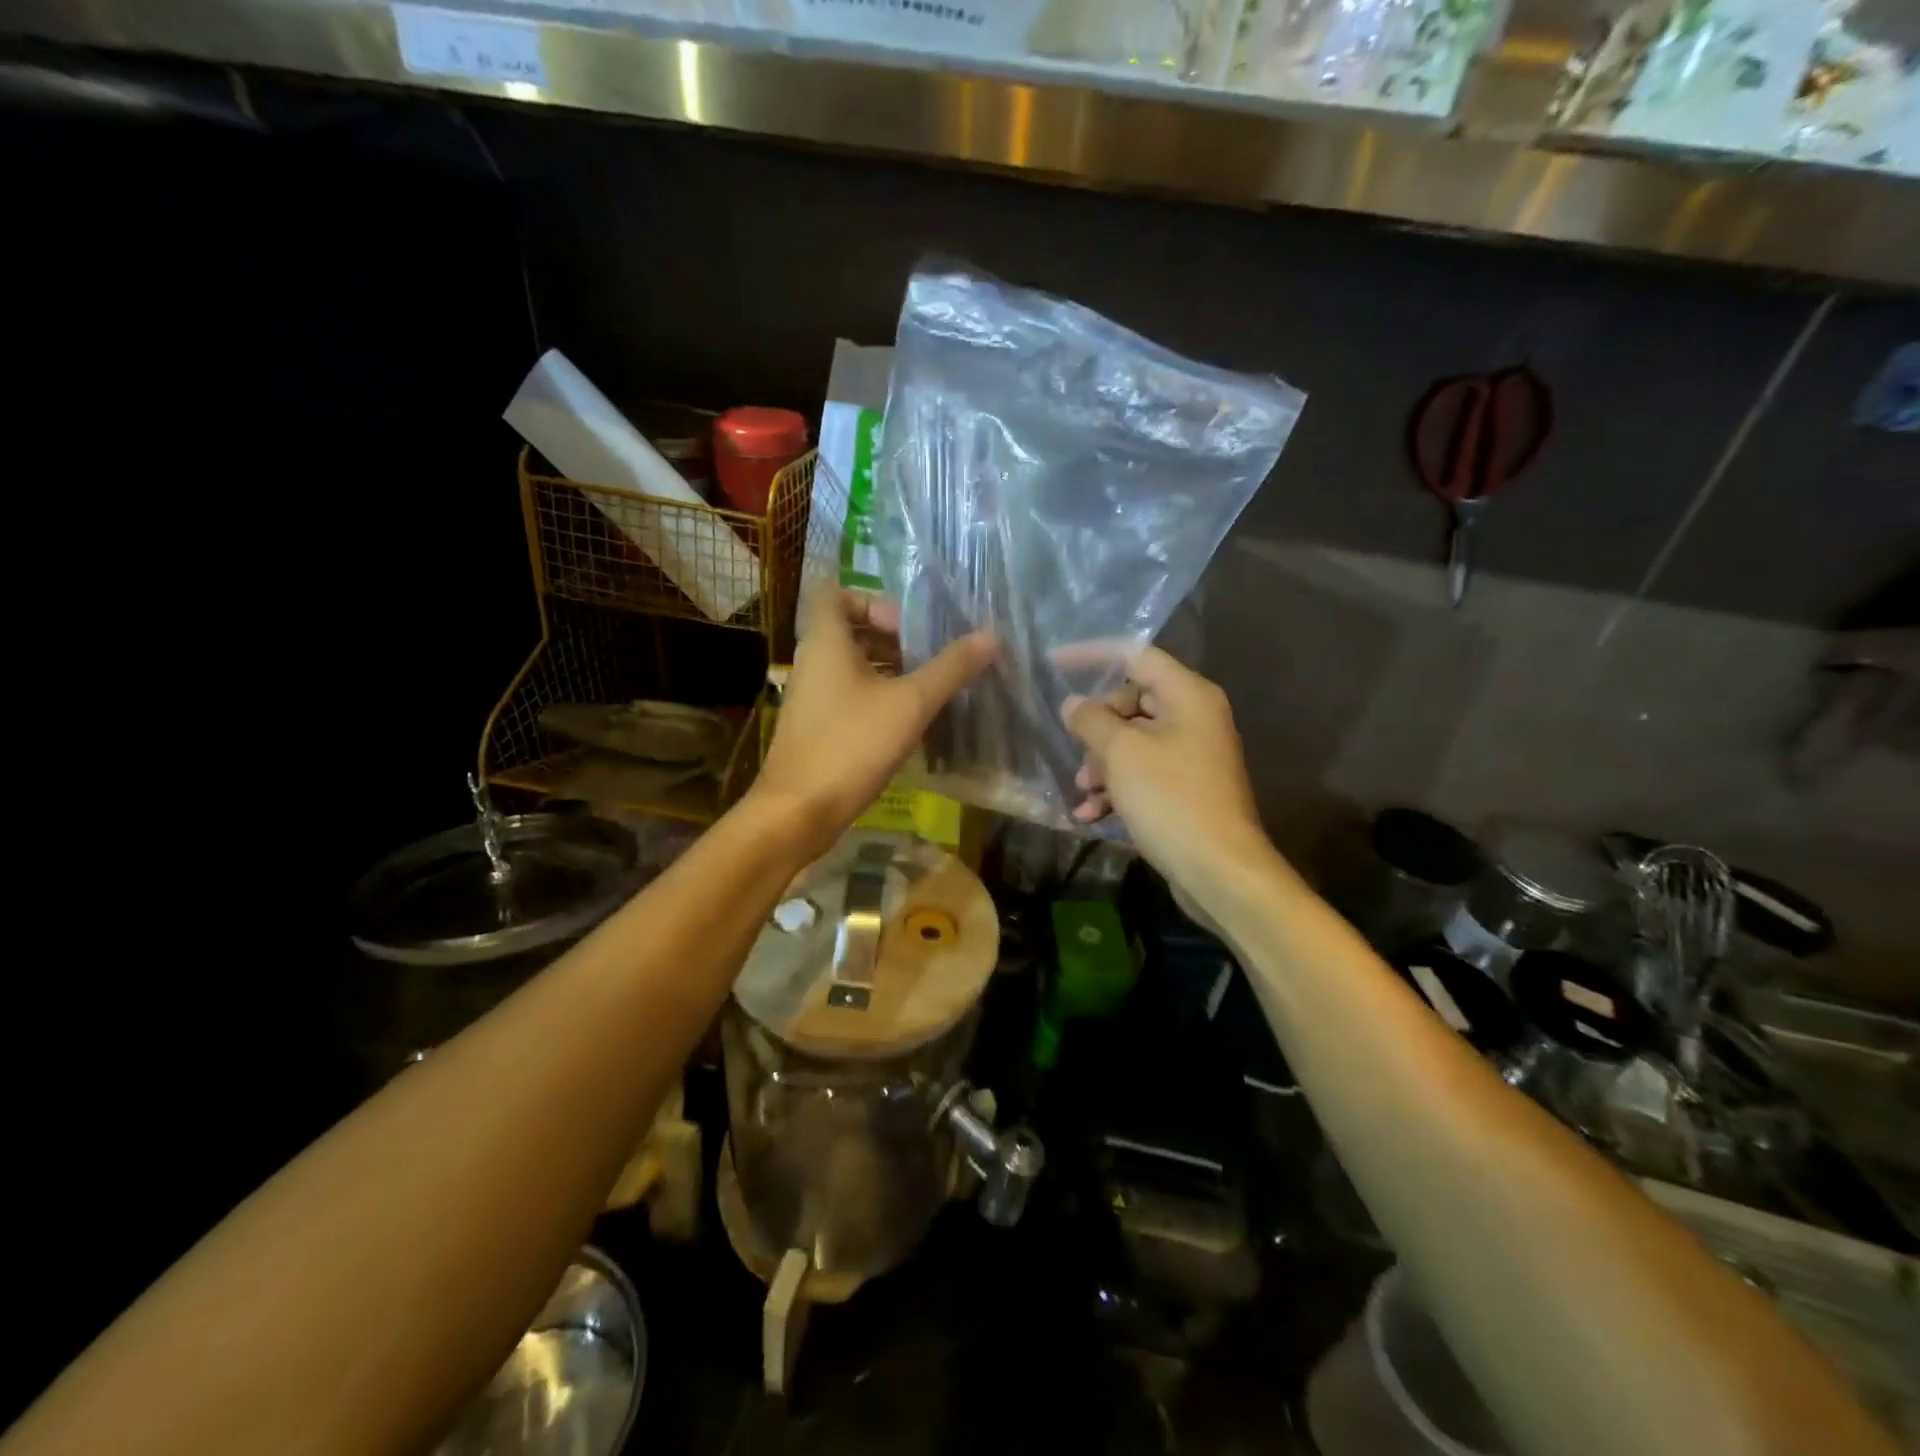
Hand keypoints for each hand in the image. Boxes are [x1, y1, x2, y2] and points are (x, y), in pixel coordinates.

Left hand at [752, 590, 994, 857]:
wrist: (798, 811)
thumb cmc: (851, 745)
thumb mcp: (910, 704)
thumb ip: (950, 669)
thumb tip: (991, 637)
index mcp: (826, 642)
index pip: (835, 593)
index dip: (872, 600)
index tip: (907, 626)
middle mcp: (812, 662)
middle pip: (849, 629)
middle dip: (891, 637)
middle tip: (928, 657)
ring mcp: (810, 696)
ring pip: (850, 665)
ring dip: (887, 669)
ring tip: (927, 688)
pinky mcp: (814, 727)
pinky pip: (847, 695)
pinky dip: (876, 697)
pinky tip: (907, 722)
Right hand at [1062, 648, 1267, 892]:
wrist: (1219, 870)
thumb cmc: (1170, 799)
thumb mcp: (1121, 753)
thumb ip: (1091, 720)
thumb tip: (1073, 704)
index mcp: (1188, 696)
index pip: (1136, 655)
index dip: (1093, 655)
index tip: (1055, 663)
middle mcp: (1195, 718)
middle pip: (1133, 701)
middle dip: (1097, 726)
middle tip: (1078, 748)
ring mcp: (1192, 755)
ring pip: (1134, 742)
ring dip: (1102, 763)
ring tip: (1082, 789)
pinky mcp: (1186, 789)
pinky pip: (1144, 774)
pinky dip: (1117, 789)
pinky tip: (1090, 816)